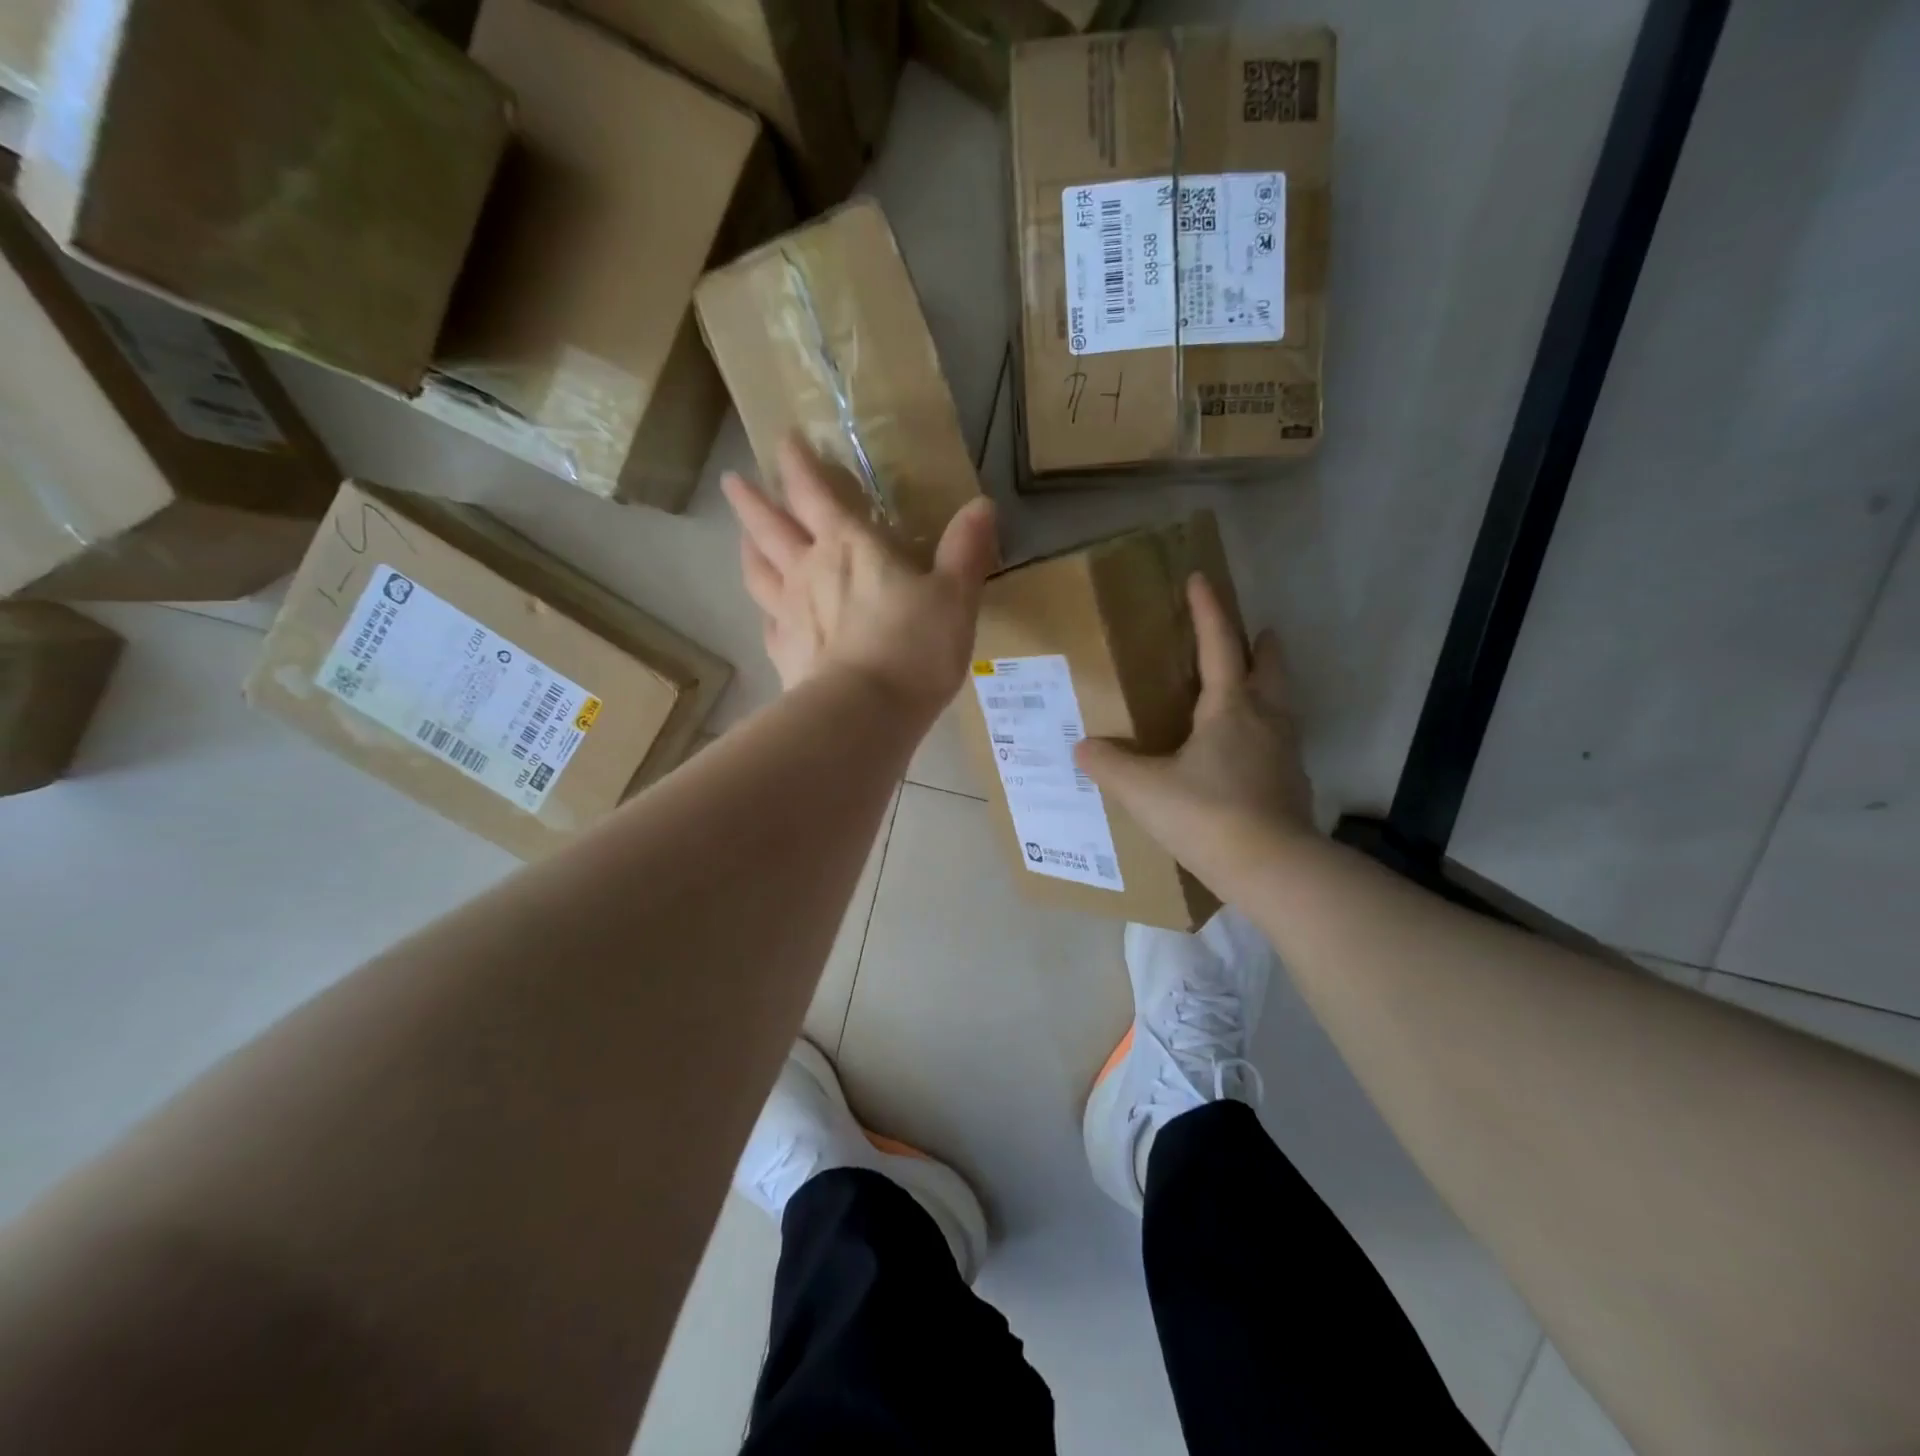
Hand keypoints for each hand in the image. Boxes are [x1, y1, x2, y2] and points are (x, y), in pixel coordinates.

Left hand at [723, 438, 998, 717]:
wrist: (866, 714)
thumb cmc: (914, 648)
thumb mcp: (955, 596)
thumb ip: (966, 550)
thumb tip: (982, 505)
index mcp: (849, 547)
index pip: (814, 492)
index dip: (798, 463)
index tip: (783, 439)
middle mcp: (809, 572)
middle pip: (769, 527)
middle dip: (752, 500)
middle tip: (732, 481)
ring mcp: (790, 615)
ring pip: (758, 572)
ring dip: (748, 549)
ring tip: (742, 538)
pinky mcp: (784, 655)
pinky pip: (767, 624)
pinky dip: (765, 611)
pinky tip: (767, 614)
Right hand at [1075, 574, 1315, 888]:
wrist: (1274, 869)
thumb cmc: (1207, 815)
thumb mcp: (1144, 790)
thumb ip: (1109, 765)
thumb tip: (1083, 748)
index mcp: (1230, 708)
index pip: (1219, 645)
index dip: (1208, 610)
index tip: (1201, 579)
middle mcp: (1265, 720)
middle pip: (1270, 668)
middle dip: (1261, 645)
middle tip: (1255, 632)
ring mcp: (1285, 753)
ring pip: (1282, 704)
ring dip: (1269, 686)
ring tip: (1250, 687)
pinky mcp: (1292, 785)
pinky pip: (1279, 743)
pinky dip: (1266, 731)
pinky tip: (1248, 753)